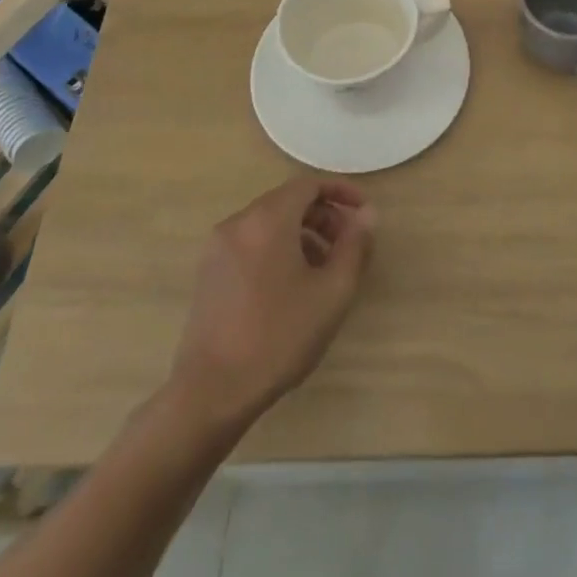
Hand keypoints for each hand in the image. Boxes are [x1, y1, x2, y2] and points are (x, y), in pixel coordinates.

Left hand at [166, 176, 376, 431]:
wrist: (211, 392)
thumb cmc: (279, 337)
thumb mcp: (332, 292)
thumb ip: (355, 245)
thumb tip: (367, 213)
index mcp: (267, 219)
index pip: (308, 185)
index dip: (341, 192)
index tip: (363, 212)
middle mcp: (239, 222)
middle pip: (288, 201)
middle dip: (324, 216)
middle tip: (349, 245)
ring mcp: (218, 247)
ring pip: (269, 223)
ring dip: (303, 234)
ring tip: (325, 269)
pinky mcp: (209, 271)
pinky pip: (251, 242)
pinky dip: (278, 247)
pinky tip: (293, 285)